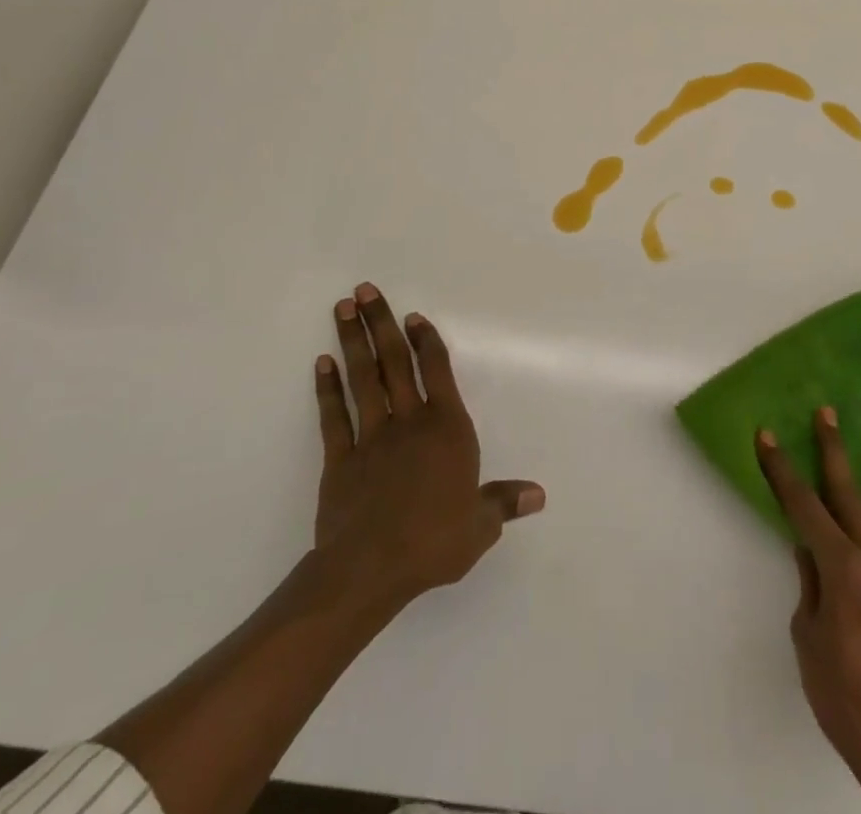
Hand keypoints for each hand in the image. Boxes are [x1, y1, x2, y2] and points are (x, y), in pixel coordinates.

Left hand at [312, 283, 543, 607]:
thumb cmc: (434, 541)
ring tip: (342, 309)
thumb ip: (504, 502)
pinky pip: (333, 416)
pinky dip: (327, 389)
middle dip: (381, 323)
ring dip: (353, 342)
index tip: (413, 316)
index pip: (437, 370)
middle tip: (364, 290)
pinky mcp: (340, 459)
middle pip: (394, 362)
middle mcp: (409, 421)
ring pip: (362, 379)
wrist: (370, 570)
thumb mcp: (480, 525)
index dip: (426, 341)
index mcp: (446, 427)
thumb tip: (539, 495)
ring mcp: (371, 437)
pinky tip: (321, 363)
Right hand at [758, 409, 860, 813]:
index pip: (802, 506)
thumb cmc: (850, 702)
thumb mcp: (809, 645)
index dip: (781, 469)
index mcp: (840, 568)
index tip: (767, 436)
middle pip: (848, 494)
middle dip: (832, 450)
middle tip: (827, 412)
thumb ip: (810, 590)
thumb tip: (810, 551)